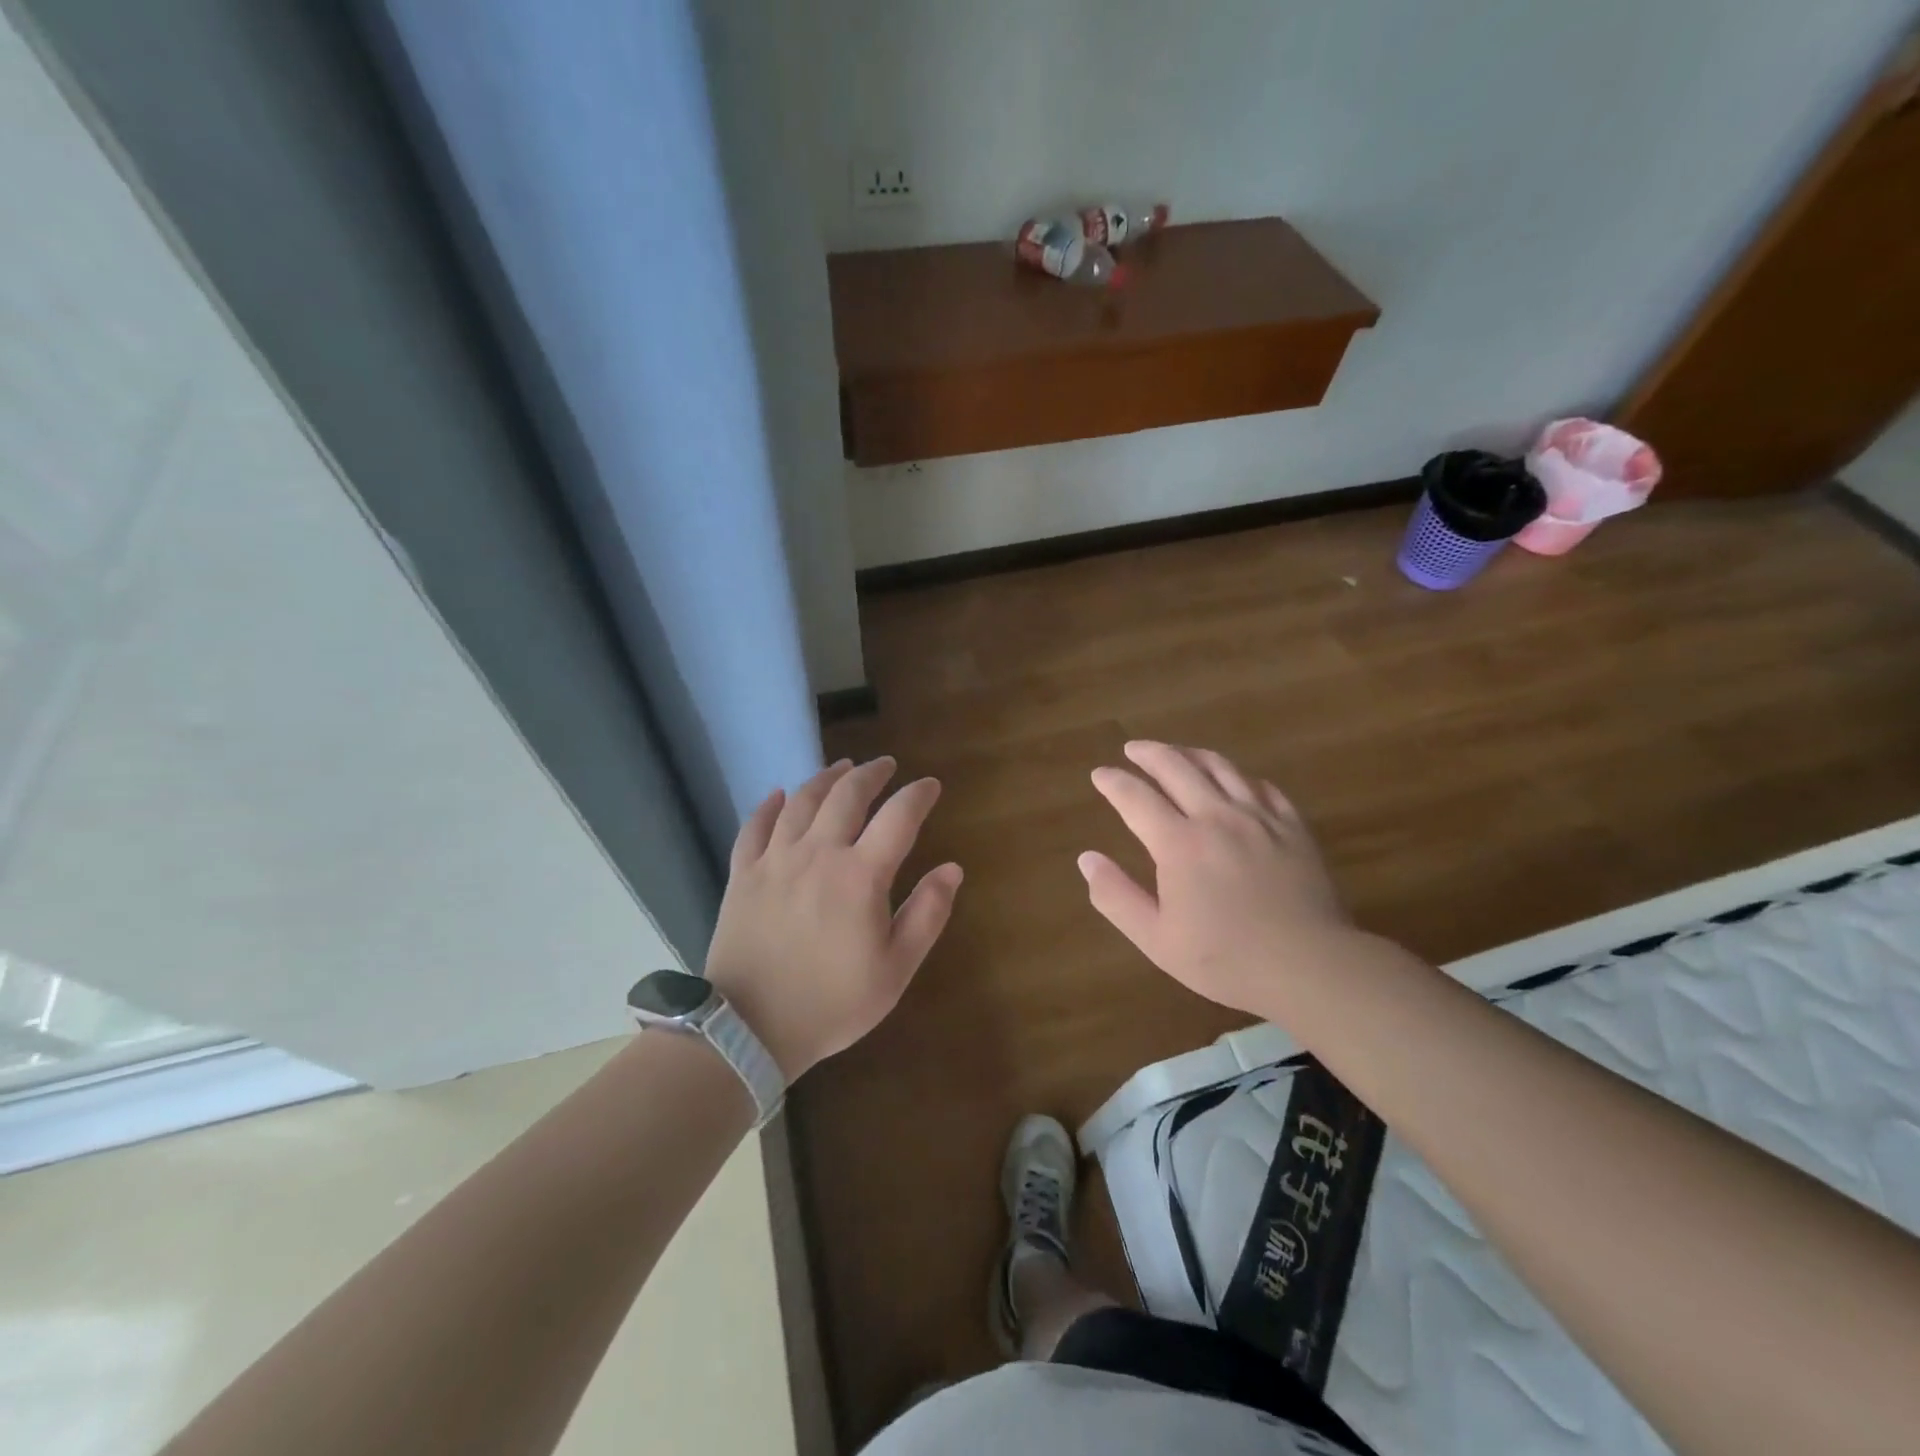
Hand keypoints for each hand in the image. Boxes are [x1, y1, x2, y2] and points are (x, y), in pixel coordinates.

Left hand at [704, 757, 962, 1079]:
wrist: (750, 1028)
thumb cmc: (832, 1003)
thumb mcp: (895, 970)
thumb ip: (927, 914)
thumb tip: (952, 868)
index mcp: (860, 875)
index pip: (898, 817)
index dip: (918, 795)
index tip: (930, 785)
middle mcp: (818, 853)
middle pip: (847, 795)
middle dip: (871, 773)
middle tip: (885, 765)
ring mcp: (775, 860)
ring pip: (802, 801)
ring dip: (825, 778)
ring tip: (841, 768)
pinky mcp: (743, 874)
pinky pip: (754, 827)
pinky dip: (769, 805)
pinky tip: (779, 795)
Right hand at [1079, 741, 1351, 1018]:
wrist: (1310, 966)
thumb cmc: (1226, 959)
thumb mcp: (1156, 939)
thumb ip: (1116, 897)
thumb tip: (1087, 859)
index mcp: (1178, 843)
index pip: (1136, 797)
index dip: (1113, 782)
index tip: (1100, 774)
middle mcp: (1216, 817)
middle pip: (1177, 767)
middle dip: (1149, 753)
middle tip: (1133, 749)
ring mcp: (1259, 818)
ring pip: (1220, 767)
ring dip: (1191, 754)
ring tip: (1177, 753)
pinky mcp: (1293, 827)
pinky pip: (1262, 786)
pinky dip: (1240, 776)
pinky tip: (1236, 781)